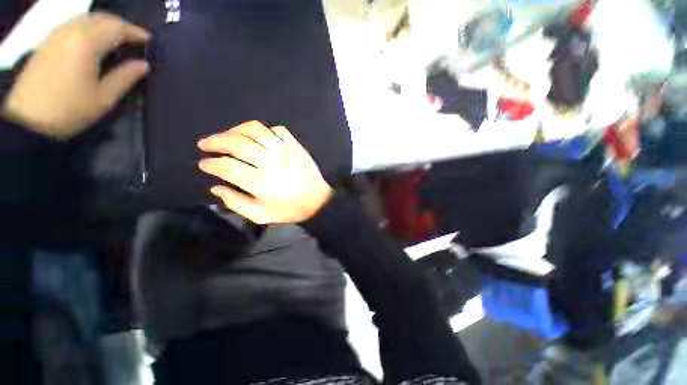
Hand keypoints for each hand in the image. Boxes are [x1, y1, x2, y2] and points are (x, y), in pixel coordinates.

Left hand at [3, 13, 150, 138]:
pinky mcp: (49, 40)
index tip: (151, 41)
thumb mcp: (104, 98)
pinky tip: (95, 40)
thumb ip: (126, 77)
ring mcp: (58, 33)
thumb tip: (144, 64)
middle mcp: (72, 30)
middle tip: (136, 40)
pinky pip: (74, 23)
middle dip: (122, 26)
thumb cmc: (69, 110)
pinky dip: (90, 27)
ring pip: (88, 18)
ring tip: (118, 39)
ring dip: (106, 24)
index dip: (137, 32)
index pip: (118, 28)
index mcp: (87, 43)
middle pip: (102, 18)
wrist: (28, 119)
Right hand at [197, 121, 332, 223]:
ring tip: (228, 136)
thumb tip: (216, 187)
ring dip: (236, 130)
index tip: (203, 163)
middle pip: (236, 143)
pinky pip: (277, 129)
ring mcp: (284, 150)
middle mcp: (270, 162)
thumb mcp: (260, 215)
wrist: (317, 200)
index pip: (226, 166)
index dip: (210, 163)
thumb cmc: (289, 209)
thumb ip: (236, 203)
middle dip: (215, 141)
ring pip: (255, 130)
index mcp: (259, 182)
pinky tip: (258, 138)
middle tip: (205, 144)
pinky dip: (264, 130)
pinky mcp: (295, 145)